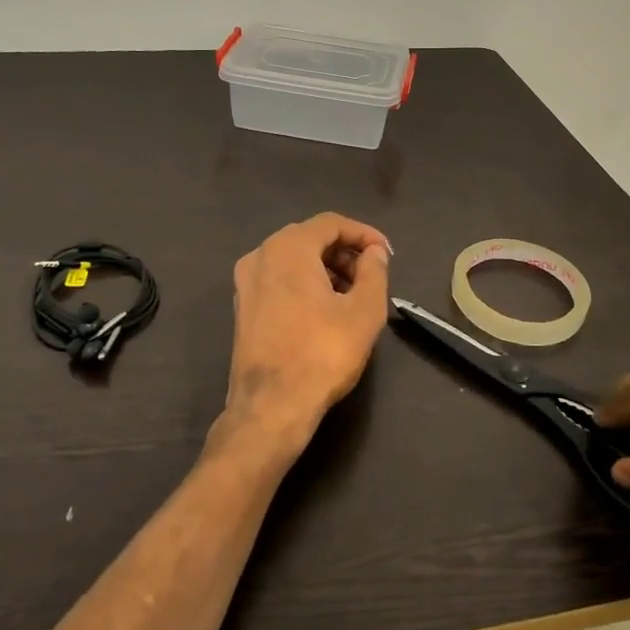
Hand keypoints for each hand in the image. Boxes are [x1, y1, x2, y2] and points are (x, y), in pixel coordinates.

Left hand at [210, 213, 391, 471]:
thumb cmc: (323, 353)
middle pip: (309, 238)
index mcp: (288, 248)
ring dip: (325, 268)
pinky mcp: (242, 308)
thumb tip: (374, 252)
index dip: (363, 233)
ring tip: (352, 294)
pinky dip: (304, 284)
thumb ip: (374, 271)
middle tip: (371, 274)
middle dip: (344, 251)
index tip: (386, 254)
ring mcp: (245, 282)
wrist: (271, 405)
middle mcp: (261, 255)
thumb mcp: (365, 310)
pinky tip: (325, 309)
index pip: (331, 223)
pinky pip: (278, 280)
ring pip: (292, 260)